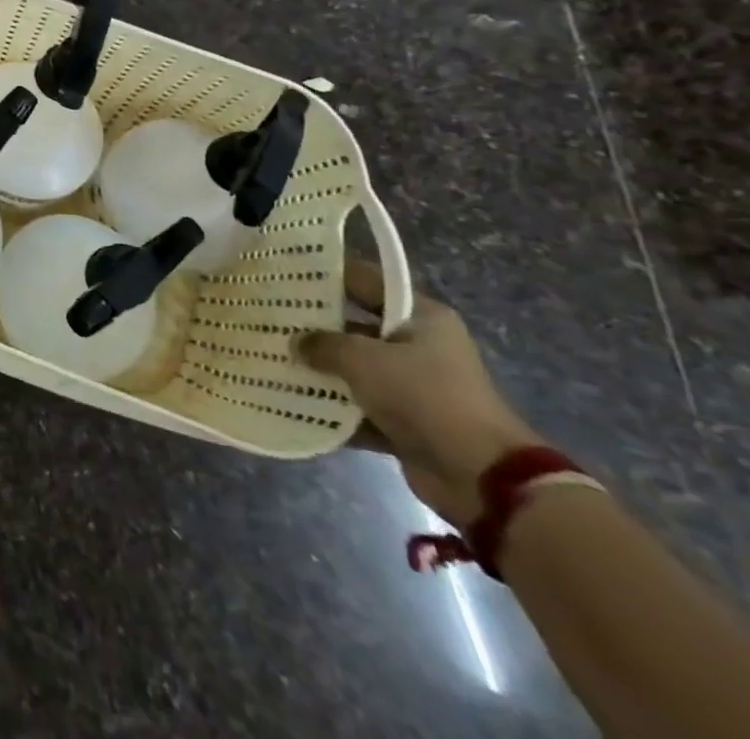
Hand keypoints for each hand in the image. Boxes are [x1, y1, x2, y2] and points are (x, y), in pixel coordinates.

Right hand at [299, 261, 539, 525]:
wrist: (480, 476)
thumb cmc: (424, 396)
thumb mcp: (363, 359)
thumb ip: (323, 344)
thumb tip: (296, 343)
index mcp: (421, 316)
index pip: (364, 280)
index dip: (325, 274)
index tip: (284, 272)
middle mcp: (418, 345)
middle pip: (356, 325)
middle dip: (315, 325)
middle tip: (268, 316)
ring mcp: (413, 385)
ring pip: (354, 367)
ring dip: (320, 368)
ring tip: (273, 355)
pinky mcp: (406, 420)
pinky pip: (359, 404)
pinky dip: (332, 405)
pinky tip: (292, 399)